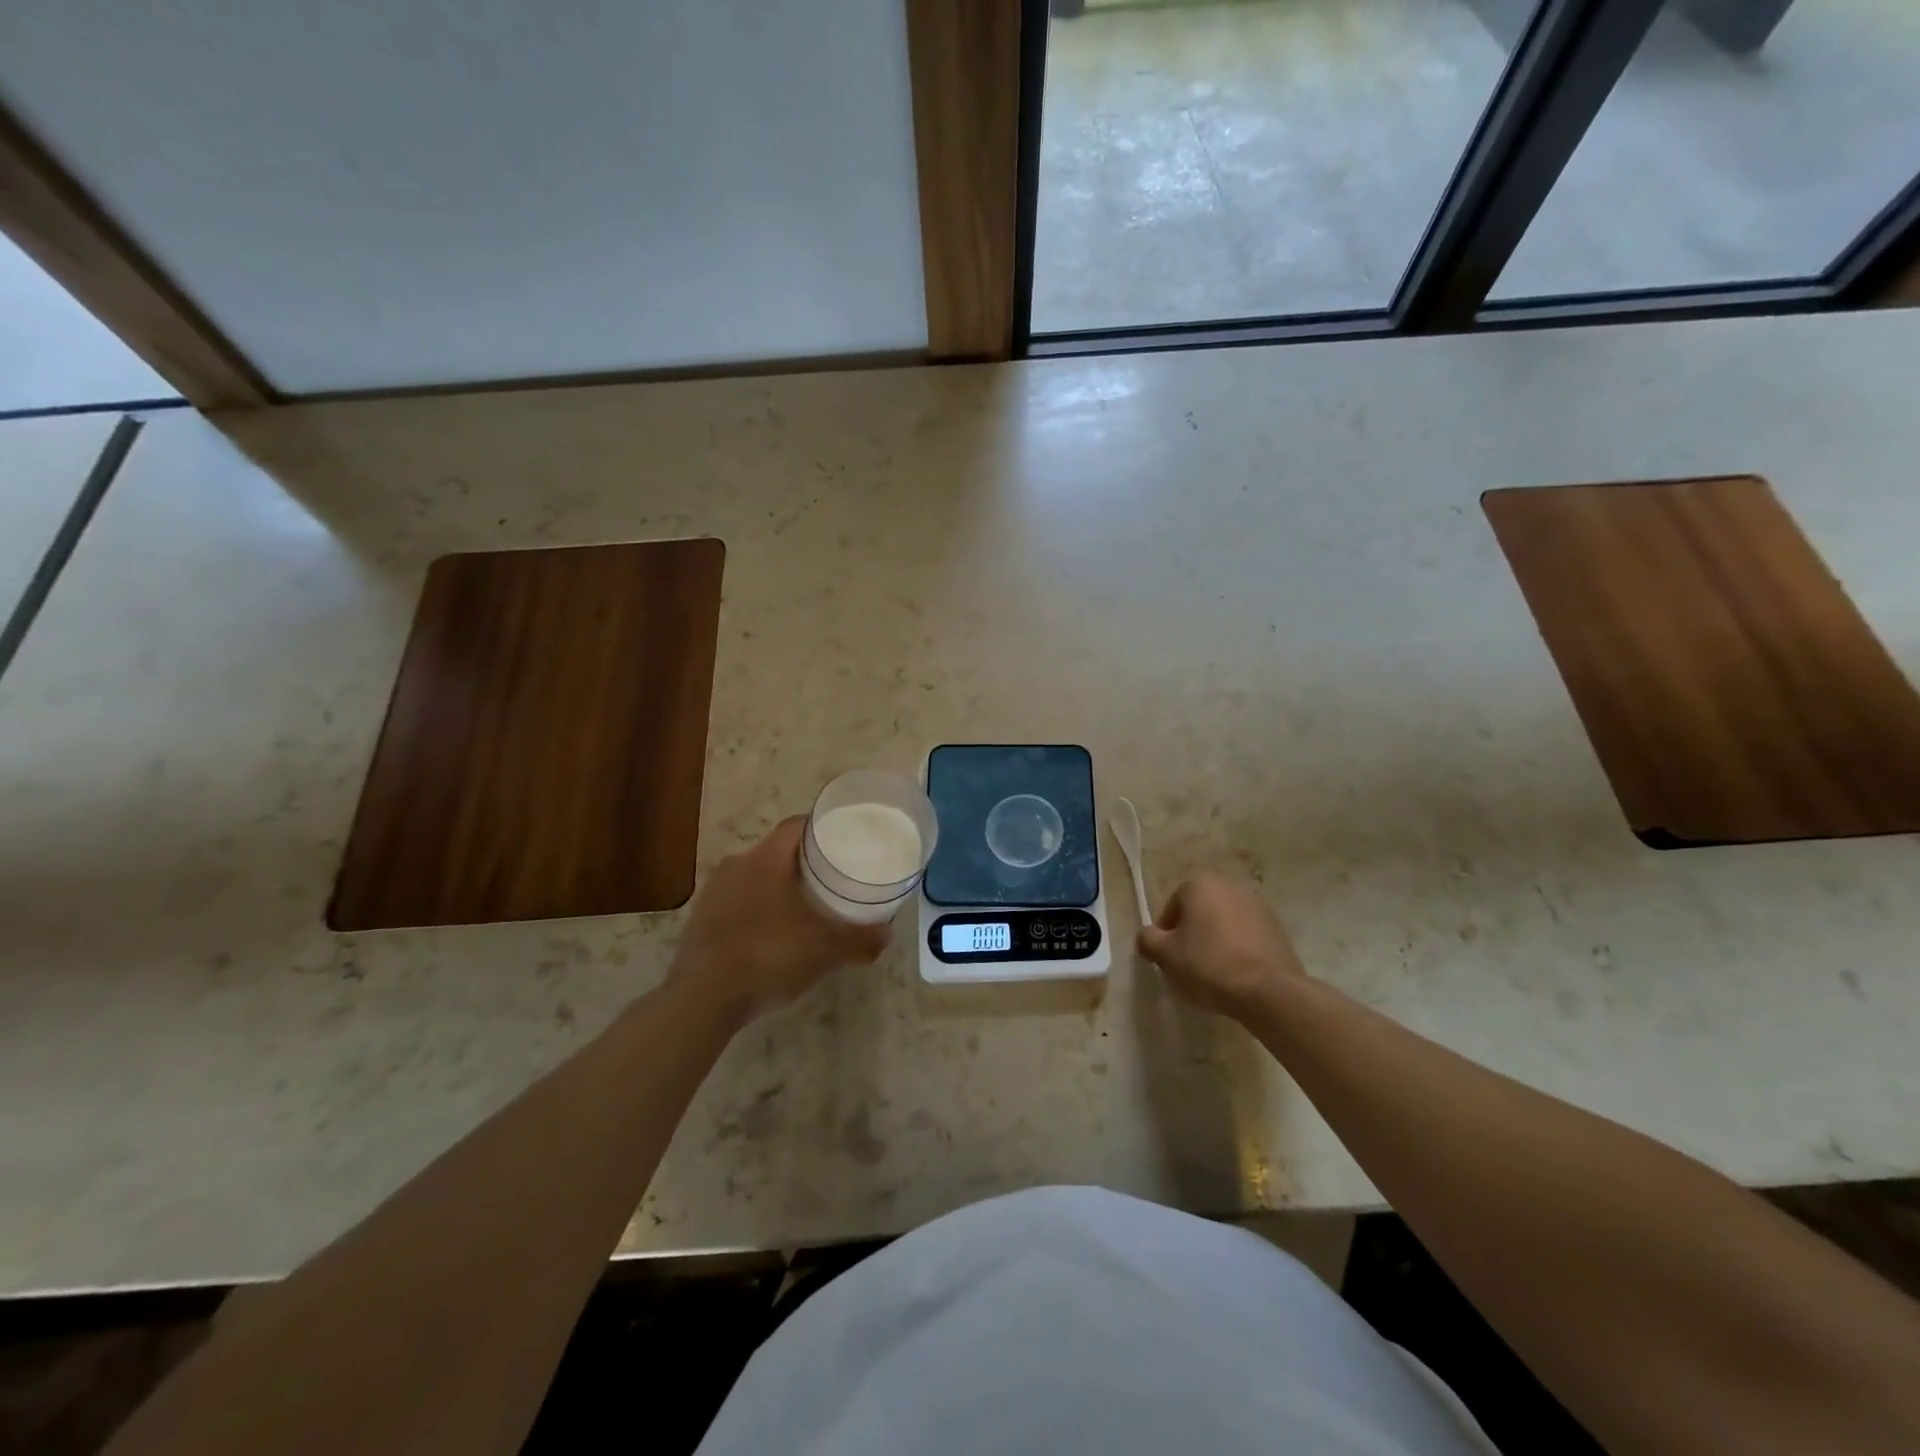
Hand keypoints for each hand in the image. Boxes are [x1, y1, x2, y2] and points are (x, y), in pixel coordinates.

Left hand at [671, 818, 890, 1024]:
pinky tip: (772, 936)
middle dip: (804, 863)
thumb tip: (887, 935)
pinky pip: (737, 904)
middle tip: (831, 878)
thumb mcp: (825, 950)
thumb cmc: (769, 956)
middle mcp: (736, 865)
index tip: (844, 840)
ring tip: (804, 908)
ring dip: (778, 888)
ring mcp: (713, 893)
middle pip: (777, 852)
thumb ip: (859, 940)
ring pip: (754, 878)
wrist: (702, 999)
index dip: (822, 828)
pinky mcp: (699, 921)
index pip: (797, 825)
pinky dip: (757, 911)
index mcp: (765, 859)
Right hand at [1137, 872, 1307, 1021]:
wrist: (1269, 991)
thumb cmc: (1209, 965)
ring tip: (1214, 972)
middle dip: (1192, 934)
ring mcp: (1258, 906)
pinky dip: (1238, 950)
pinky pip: (1247, 937)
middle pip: (1200, 912)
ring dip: (1216, 941)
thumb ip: (1148, 939)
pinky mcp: (1278, 929)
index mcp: (1201, 885)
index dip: (1166, 934)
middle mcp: (1230, 886)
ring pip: (1224, 924)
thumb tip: (1147, 936)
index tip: (1169, 957)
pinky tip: (1237, 974)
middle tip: (1188, 964)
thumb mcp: (1165, 955)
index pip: (1172, 907)